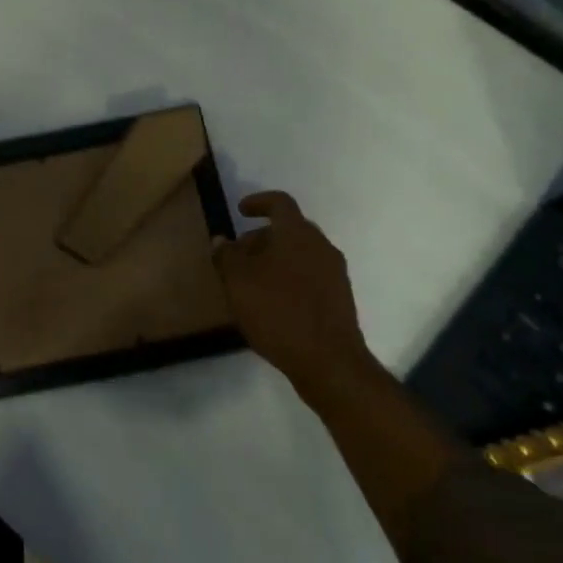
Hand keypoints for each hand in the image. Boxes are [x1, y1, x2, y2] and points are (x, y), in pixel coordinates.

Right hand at [212, 192, 376, 406]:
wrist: (328, 360)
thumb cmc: (278, 311)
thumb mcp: (238, 282)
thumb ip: (227, 256)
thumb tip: (222, 240)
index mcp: (297, 233)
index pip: (279, 202)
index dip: (258, 202)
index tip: (240, 211)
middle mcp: (321, 246)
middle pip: (289, 230)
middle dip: (261, 238)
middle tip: (238, 255)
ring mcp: (335, 273)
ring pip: (300, 254)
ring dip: (275, 260)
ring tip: (251, 282)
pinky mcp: (340, 298)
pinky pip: (310, 276)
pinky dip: (289, 278)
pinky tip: (273, 303)